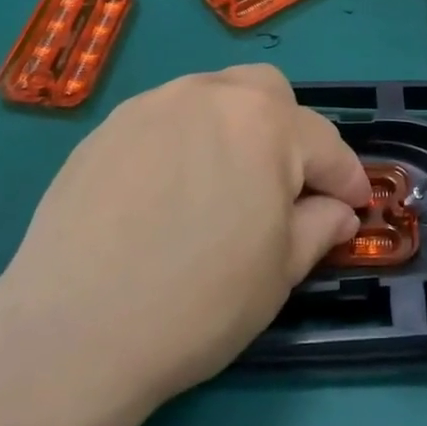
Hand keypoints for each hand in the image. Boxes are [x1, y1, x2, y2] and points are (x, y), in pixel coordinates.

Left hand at [0, 66, 369, 425]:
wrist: (71, 332)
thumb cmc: (197, 304)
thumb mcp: (278, 273)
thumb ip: (318, 228)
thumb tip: (336, 211)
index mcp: (264, 124)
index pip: (324, 143)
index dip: (346, 177)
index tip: (355, 205)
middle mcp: (210, 95)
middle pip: (268, 93)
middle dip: (290, 132)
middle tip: (284, 186)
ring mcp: (152, 105)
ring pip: (213, 97)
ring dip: (235, 129)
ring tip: (224, 184)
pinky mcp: (107, 127)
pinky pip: (166, 118)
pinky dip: (185, 141)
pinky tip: (169, 191)